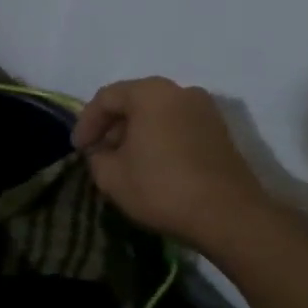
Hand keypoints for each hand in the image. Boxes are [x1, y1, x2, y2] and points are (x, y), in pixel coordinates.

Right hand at [72, 78, 272, 246]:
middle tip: (99, 152)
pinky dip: (160, 138)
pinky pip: (178, 126)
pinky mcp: (220, 131)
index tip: (78, 149)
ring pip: (157, 113)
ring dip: (137, 133)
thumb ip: (97, 156)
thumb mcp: (111, 176)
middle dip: (112, 126)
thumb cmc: (162, 188)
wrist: (229, 216)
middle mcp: (180, 91)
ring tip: (124, 161)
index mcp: (150, 93)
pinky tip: (152, 164)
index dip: (86, 123)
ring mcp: (205, 109)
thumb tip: (102, 152)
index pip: (106, 98)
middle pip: (134, 101)